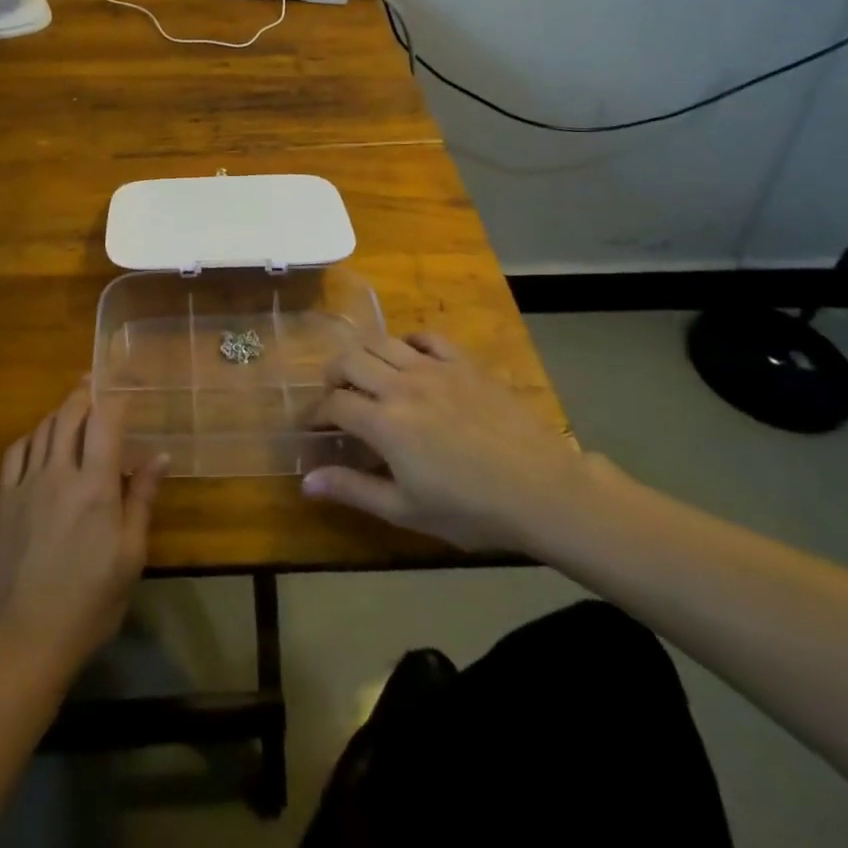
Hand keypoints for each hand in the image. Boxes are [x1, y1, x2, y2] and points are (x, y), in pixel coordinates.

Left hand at [0, 388, 166, 678]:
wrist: (26, 637)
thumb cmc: (90, 602)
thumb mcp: (129, 556)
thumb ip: (141, 500)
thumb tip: (160, 457)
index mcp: (95, 486)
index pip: (104, 422)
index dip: (114, 400)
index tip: (124, 392)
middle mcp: (59, 473)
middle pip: (69, 415)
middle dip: (84, 395)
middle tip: (94, 385)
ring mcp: (26, 484)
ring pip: (42, 428)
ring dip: (59, 412)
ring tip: (71, 408)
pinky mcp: (2, 500)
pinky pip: (15, 452)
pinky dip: (31, 436)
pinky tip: (38, 440)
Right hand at [302, 331, 591, 554]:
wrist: (541, 490)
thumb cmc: (471, 509)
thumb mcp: (407, 510)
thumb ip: (354, 489)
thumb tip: (306, 481)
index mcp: (383, 423)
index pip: (334, 403)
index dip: (317, 413)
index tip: (315, 427)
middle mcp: (400, 385)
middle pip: (349, 360)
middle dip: (333, 375)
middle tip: (336, 395)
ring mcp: (434, 368)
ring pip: (382, 342)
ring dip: (364, 355)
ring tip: (366, 373)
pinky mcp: (463, 363)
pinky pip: (426, 337)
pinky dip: (408, 343)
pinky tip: (409, 358)